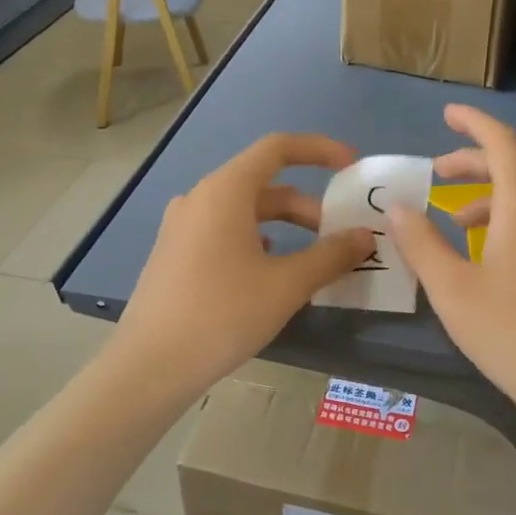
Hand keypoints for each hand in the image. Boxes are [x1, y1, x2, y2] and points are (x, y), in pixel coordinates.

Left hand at [113, 133, 374, 399]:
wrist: (150, 366)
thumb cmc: (222, 314)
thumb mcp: (287, 285)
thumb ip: (331, 256)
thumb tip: (365, 237)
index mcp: (225, 191)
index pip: (277, 149)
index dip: (318, 150)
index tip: (351, 166)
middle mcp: (200, 199)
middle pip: (263, 185)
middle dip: (308, 206)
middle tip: (340, 237)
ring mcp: (182, 227)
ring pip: (244, 212)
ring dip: (284, 226)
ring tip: (313, 258)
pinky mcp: (175, 254)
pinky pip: (224, 232)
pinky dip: (257, 241)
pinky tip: (269, 271)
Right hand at [388, 105, 515, 424]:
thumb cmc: (514, 334)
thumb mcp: (452, 289)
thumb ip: (421, 243)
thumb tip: (397, 206)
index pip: (502, 143)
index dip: (474, 123)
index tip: (447, 114)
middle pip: (515, 169)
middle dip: (473, 163)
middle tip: (437, 173)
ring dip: (489, 198)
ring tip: (455, 222)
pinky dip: (508, 224)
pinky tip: (489, 260)